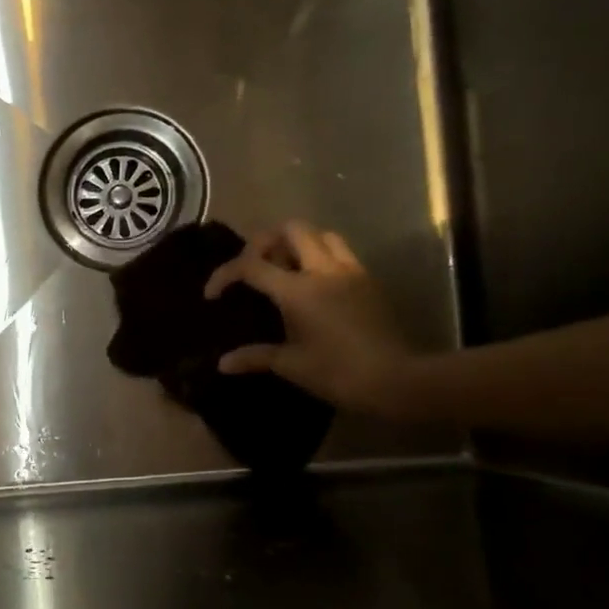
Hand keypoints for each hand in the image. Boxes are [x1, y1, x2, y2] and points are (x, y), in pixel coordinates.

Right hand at [204, 223, 416, 414]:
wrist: (396, 379)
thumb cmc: (337, 372)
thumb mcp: (290, 365)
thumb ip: (254, 357)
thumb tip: (223, 363)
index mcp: (298, 290)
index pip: (251, 265)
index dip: (225, 274)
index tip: (213, 295)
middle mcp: (323, 270)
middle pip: (290, 230)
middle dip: (264, 241)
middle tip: (253, 266)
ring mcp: (349, 271)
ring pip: (319, 235)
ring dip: (296, 243)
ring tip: (284, 268)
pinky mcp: (367, 280)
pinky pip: (340, 252)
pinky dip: (320, 256)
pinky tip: (313, 282)